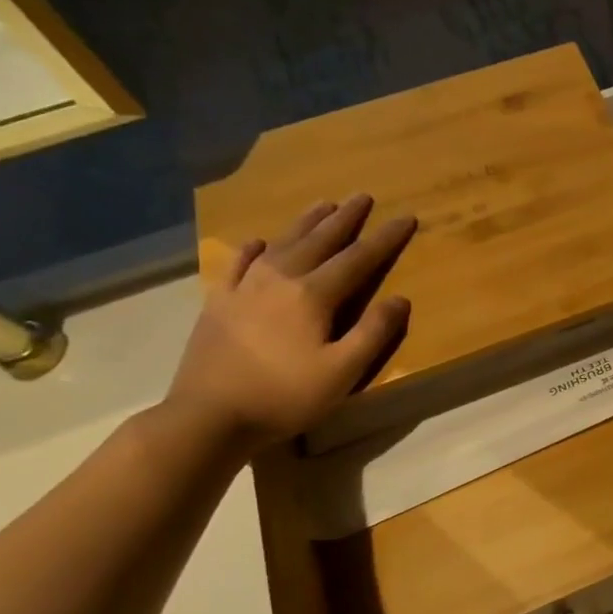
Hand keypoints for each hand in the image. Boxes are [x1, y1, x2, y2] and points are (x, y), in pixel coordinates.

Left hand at [167, 195, 416, 447]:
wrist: (207, 417)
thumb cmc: (284, 396)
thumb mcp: (343, 372)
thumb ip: (374, 332)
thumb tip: (400, 298)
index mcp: (313, 295)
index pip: (359, 258)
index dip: (385, 238)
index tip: (405, 217)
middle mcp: (279, 279)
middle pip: (319, 241)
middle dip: (345, 218)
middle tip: (362, 196)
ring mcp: (244, 288)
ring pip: (282, 244)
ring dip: (306, 223)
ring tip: (323, 204)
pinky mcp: (218, 303)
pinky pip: (237, 264)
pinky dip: (252, 249)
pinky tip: (258, 242)